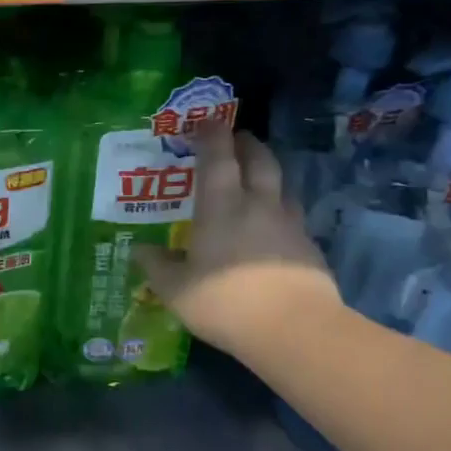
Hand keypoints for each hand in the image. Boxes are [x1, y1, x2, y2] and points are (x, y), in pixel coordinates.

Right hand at [133, 123, 339, 351]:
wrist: (295, 329)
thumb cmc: (225, 302)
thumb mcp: (176, 289)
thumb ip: (157, 266)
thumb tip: (140, 250)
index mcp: (221, 206)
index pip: (218, 156)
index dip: (212, 134)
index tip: (206, 120)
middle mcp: (258, 205)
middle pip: (259, 160)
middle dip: (247, 144)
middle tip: (237, 139)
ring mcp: (289, 225)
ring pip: (282, 185)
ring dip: (268, 174)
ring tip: (257, 180)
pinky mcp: (309, 248)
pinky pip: (293, 216)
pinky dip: (280, 210)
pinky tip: (273, 228)